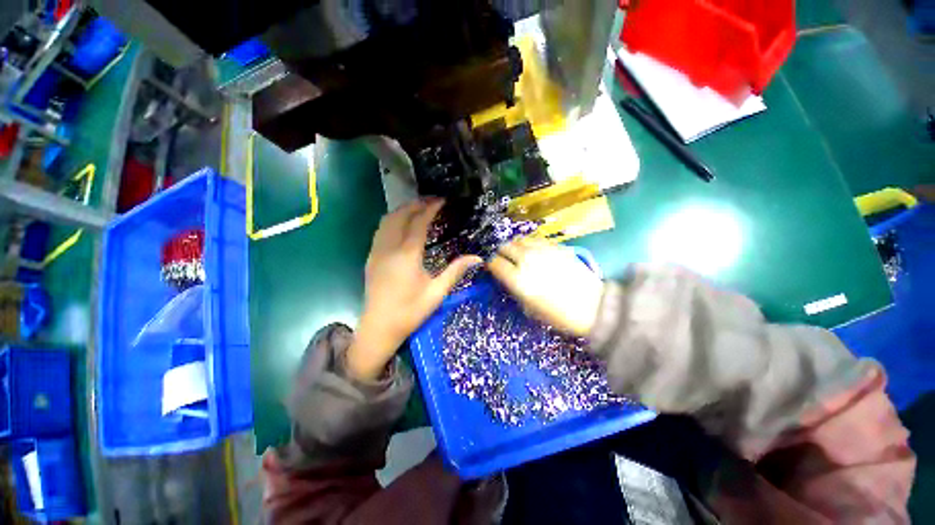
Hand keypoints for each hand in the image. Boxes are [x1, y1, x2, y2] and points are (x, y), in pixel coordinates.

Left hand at [347, 199, 481, 380]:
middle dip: (416, 204)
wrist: (379, 328)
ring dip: (402, 210)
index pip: (419, 222)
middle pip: (400, 215)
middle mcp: (389, 248)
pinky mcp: (371, 257)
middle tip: (432, 201)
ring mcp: (376, 251)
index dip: (430, 208)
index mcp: (407, 255)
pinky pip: (381, 230)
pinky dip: (392, 220)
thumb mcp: (437, 293)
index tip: (442, 200)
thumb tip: (478, 258)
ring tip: (418, 208)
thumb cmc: (410, 312)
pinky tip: (402, 225)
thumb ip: (456, 272)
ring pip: (387, 220)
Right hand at [488, 238, 603, 337]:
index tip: (492, 268)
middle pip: (505, 247)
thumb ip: (515, 290)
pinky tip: (533, 251)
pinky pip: (535, 239)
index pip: (495, 263)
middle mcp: (527, 261)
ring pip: (519, 239)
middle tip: (504, 260)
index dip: (491, 265)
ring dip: (514, 246)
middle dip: (500, 253)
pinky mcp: (556, 247)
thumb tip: (507, 278)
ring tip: (518, 254)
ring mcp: (542, 251)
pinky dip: (529, 243)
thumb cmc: (559, 315)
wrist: (594, 307)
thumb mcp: (530, 309)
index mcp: (518, 280)